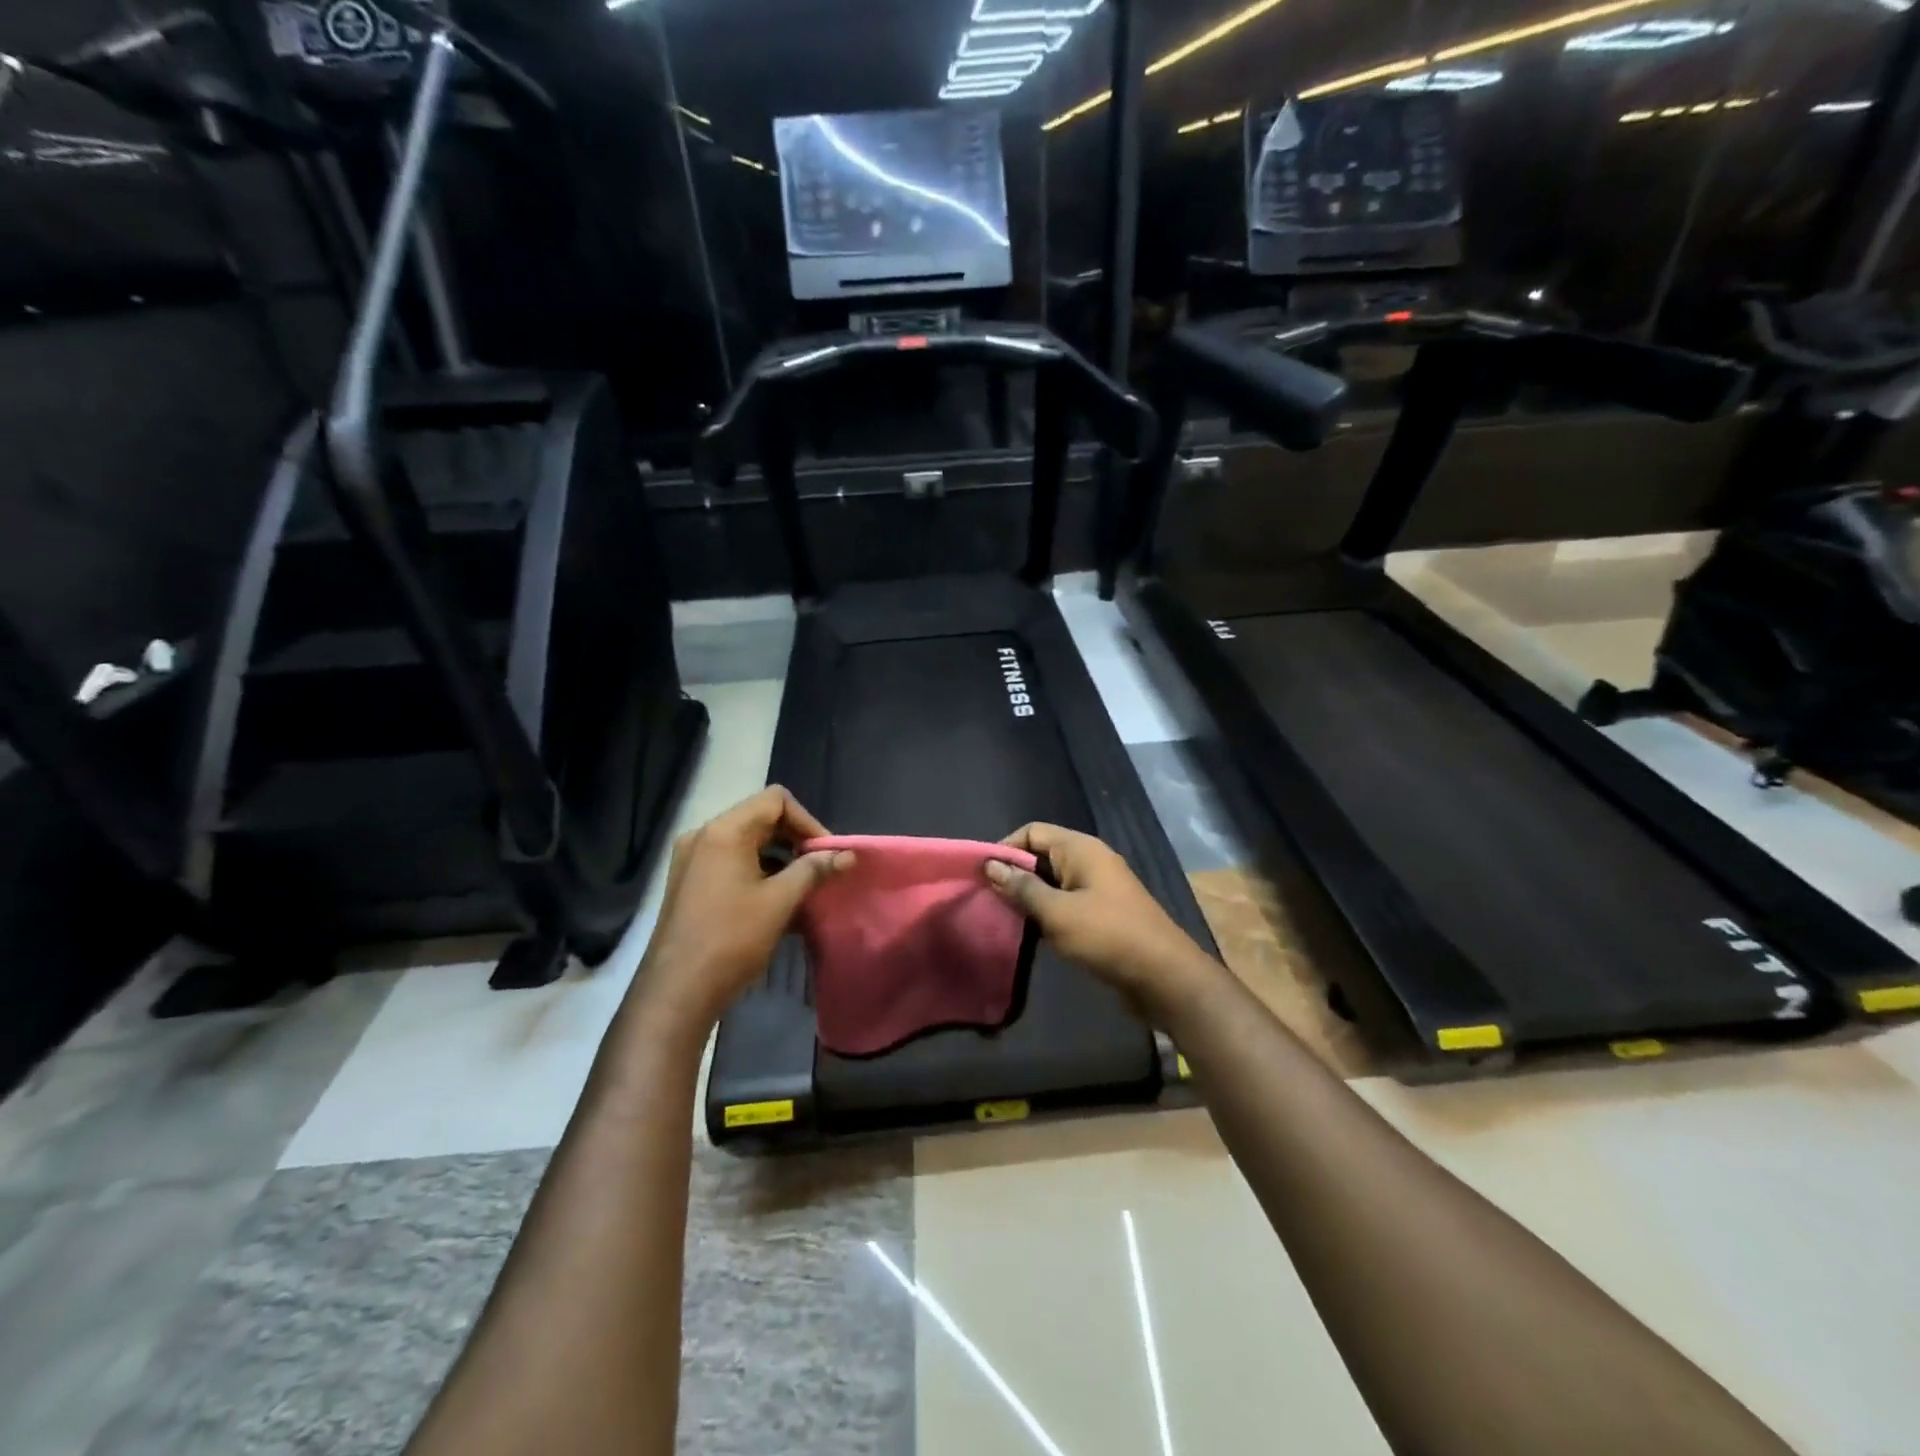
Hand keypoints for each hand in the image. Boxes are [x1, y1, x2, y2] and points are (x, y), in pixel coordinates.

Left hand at [629, 786, 852, 1035]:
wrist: (677, 991)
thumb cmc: (732, 939)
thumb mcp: (780, 901)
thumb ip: (815, 870)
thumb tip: (848, 855)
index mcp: (724, 831)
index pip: (775, 800)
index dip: (807, 822)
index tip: (826, 853)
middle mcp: (704, 836)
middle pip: (761, 819)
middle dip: (796, 840)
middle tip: (820, 870)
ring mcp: (693, 861)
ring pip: (748, 843)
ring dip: (780, 859)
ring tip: (803, 889)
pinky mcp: (690, 884)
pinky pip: (732, 863)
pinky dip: (759, 873)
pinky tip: (778, 904)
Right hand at [984, 822, 1217, 1019]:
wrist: (1163, 976)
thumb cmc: (1108, 936)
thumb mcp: (1057, 912)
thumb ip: (1021, 888)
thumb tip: (989, 865)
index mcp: (1081, 849)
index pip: (1033, 831)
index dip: (1005, 848)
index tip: (982, 875)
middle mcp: (1090, 861)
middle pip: (1041, 855)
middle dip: (1014, 874)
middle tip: (986, 899)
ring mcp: (1098, 888)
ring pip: (1052, 882)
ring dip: (1029, 897)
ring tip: (1002, 918)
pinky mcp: (1102, 914)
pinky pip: (1065, 903)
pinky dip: (1047, 913)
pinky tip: (1029, 933)